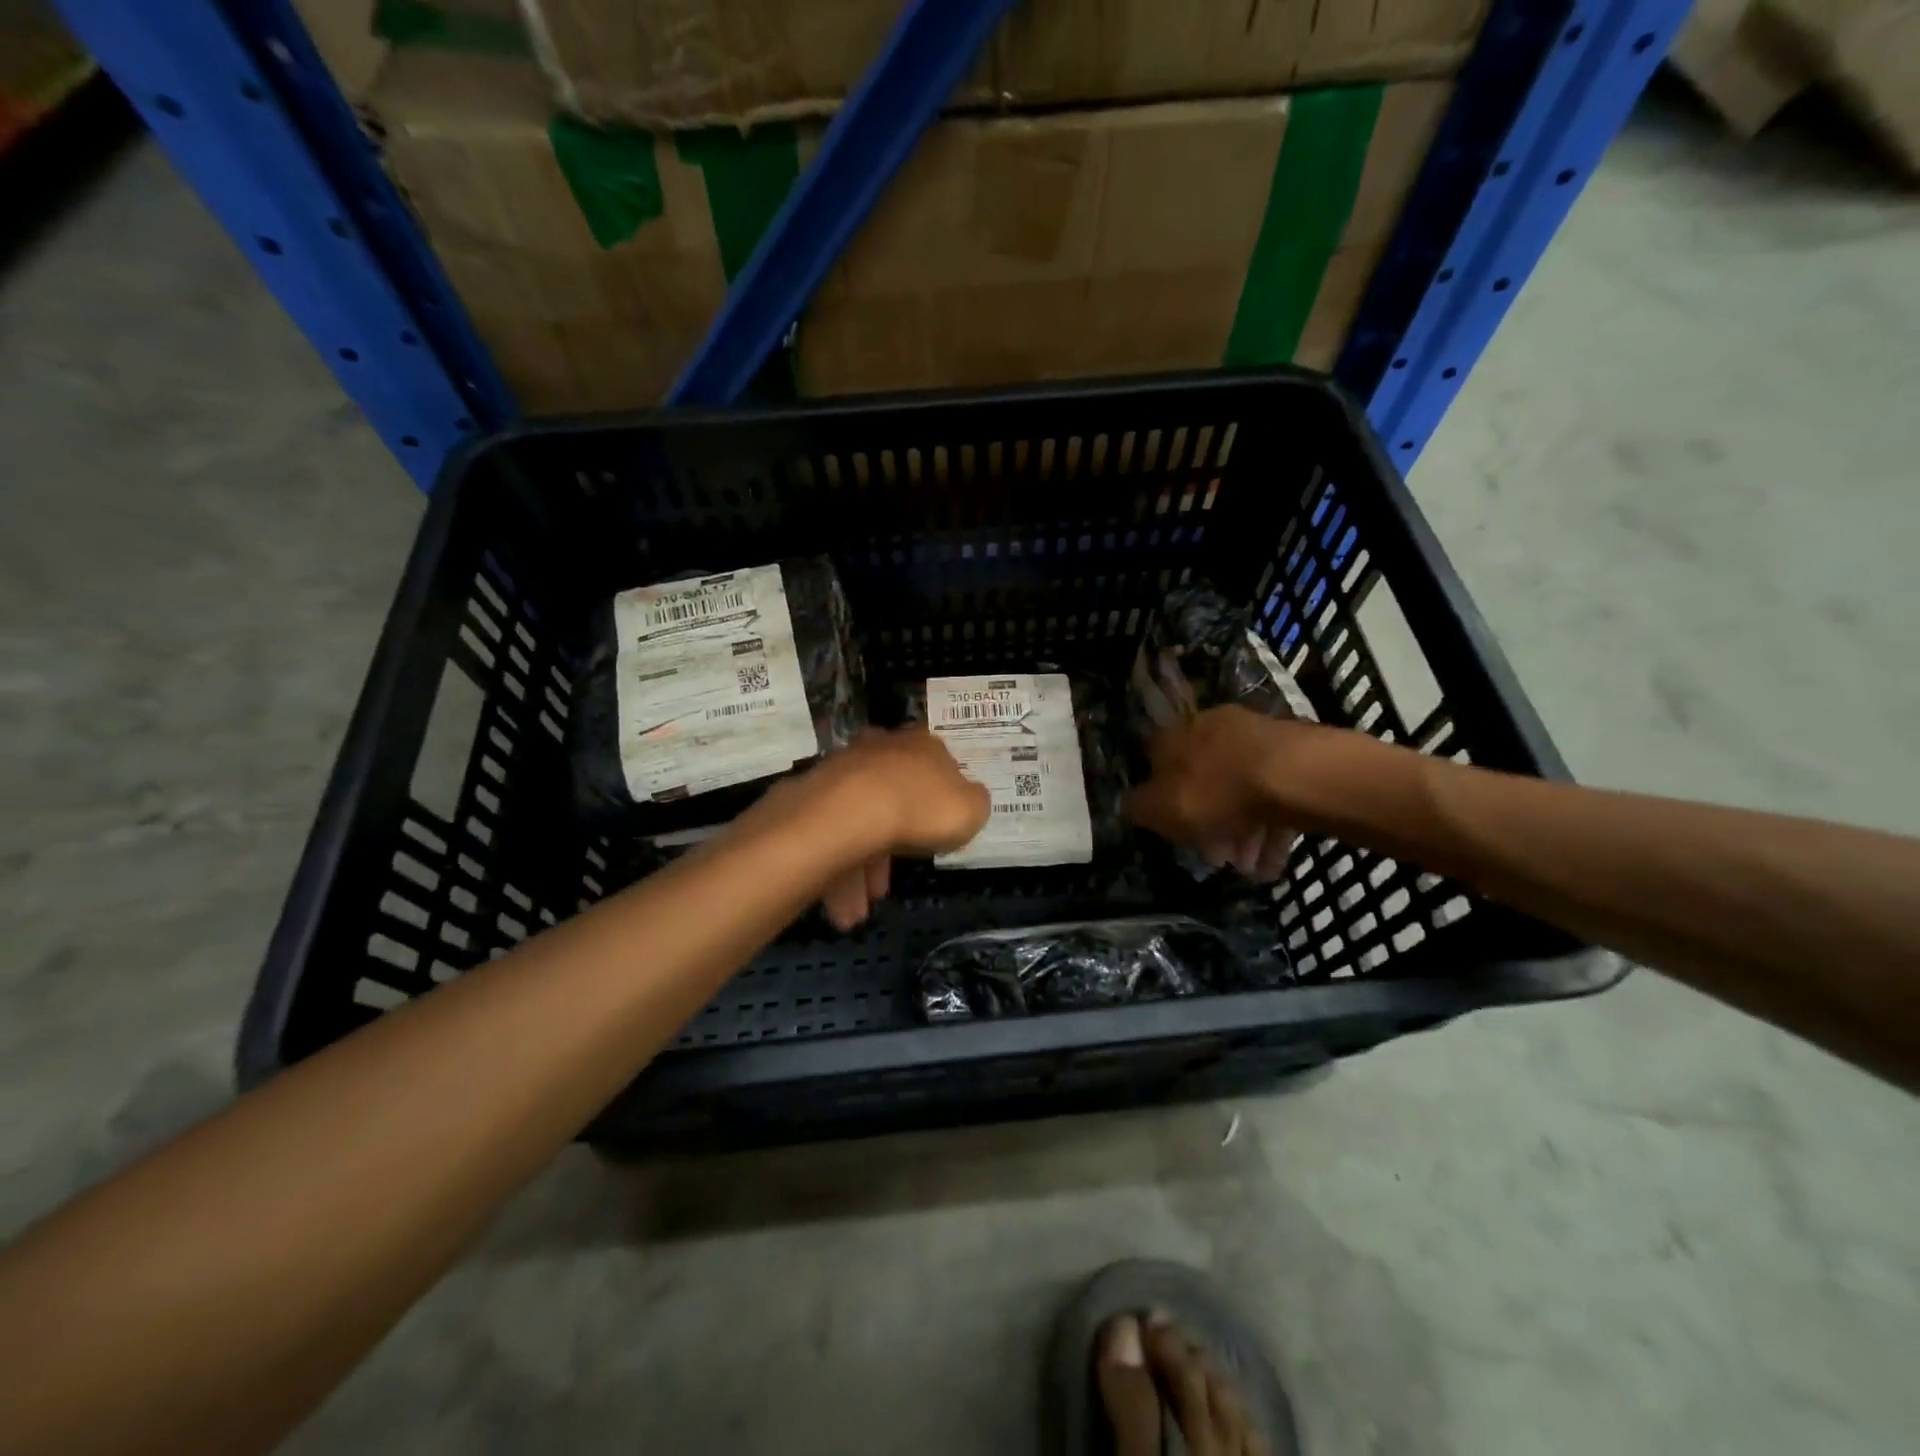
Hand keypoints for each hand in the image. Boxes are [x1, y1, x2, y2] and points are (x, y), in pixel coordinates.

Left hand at [760, 727, 990, 929]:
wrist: (849, 814)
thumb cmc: (920, 809)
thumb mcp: (971, 810)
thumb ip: (973, 803)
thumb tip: (967, 799)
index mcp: (921, 745)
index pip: (935, 763)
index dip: (939, 798)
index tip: (938, 829)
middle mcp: (880, 750)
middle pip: (893, 797)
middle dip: (894, 843)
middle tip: (891, 882)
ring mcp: (842, 772)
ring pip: (858, 824)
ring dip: (862, 870)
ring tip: (859, 911)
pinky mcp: (811, 797)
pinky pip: (832, 838)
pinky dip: (838, 873)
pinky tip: (843, 908)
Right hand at [1128, 705, 1304, 881]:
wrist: (1293, 775)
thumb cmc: (1215, 792)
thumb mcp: (1160, 809)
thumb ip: (1139, 808)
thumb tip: (1130, 805)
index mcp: (1173, 736)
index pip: (1154, 762)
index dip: (1159, 798)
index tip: (1171, 829)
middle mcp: (1210, 728)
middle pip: (1202, 781)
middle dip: (1207, 824)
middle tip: (1218, 858)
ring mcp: (1254, 738)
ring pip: (1239, 791)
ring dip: (1240, 832)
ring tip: (1249, 868)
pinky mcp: (1291, 755)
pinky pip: (1272, 794)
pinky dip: (1268, 828)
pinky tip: (1272, 862)